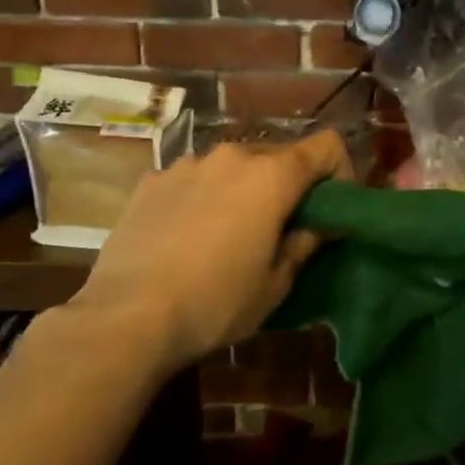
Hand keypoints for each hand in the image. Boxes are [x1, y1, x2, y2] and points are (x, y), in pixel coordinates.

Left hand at [65, 131, 352, 368]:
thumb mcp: (276, 284)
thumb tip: (320, 225)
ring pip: (234, 167)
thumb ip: (305, 243)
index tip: (332, 208)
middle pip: (279, 155)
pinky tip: (187, 236)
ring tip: (230, 233)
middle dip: (290, 185)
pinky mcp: (152, 181)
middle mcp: (232, 156)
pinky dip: (204, 196)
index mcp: (272, 176)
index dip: (339, 171)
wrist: (125, 319)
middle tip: (283, 227)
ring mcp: (187, 164)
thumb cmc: (215, 303)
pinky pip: (194, 179)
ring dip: (244, 190)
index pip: (327, 145)